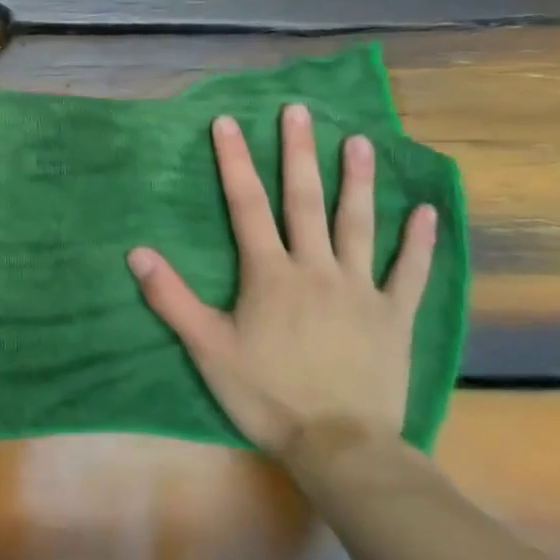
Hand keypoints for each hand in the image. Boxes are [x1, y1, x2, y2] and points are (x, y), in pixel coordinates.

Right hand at [128, 104, 437, 457]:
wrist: (341, 448)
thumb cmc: (267, 395)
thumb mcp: (208, 349)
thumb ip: (171, 298)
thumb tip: (136, 252)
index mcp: (270, 274)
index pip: (247, 206)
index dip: (234, 162)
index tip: (228, 122)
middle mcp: (315, 268)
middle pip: (304, 201)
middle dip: (298, 153)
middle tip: (299, 112)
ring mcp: (360, 289)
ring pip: (357, 224)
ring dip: (356, 181)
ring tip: (359, 141)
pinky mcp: (394, 315)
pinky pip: (410, 272)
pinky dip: (419, 242)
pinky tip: (424, 210)